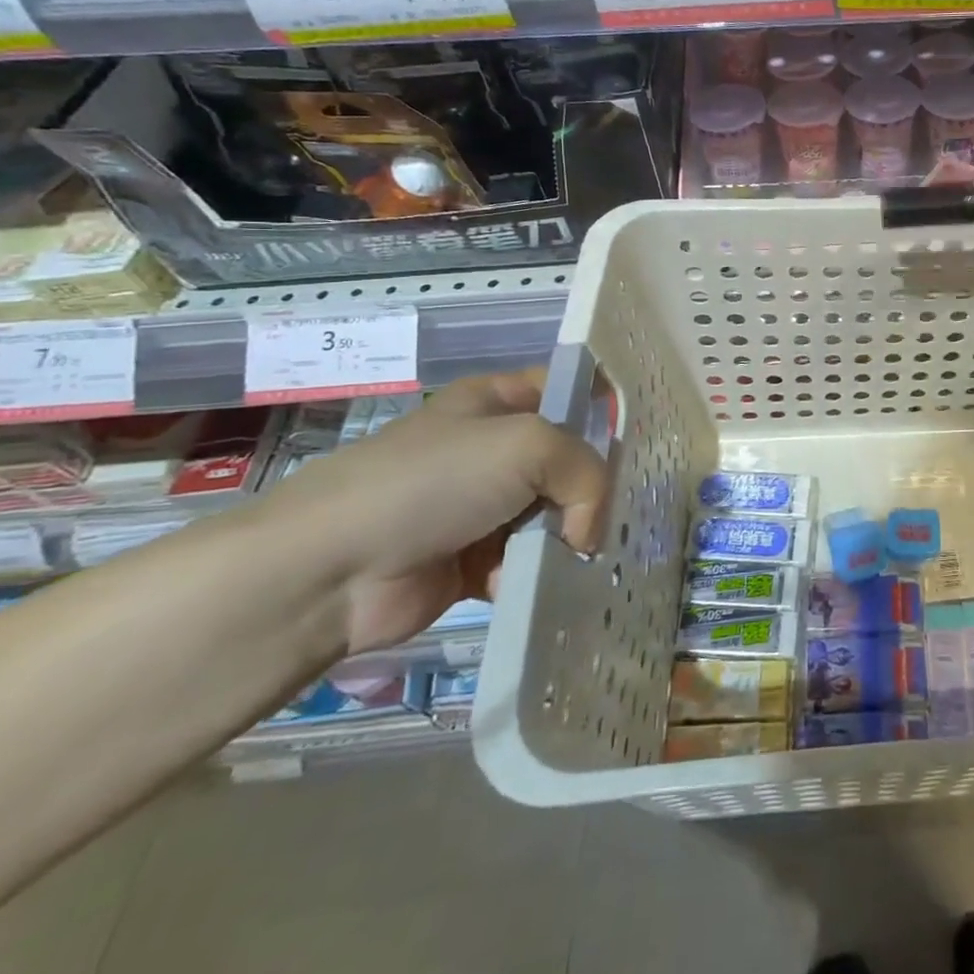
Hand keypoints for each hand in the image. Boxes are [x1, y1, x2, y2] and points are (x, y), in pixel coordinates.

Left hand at [268, 371, 606, 654]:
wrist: (332, 569)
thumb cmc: (433, 482)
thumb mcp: (529, 445)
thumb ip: (586, 473)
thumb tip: (587, 531)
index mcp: (498, 401)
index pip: (569, 389)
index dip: (605, 408)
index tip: (641, 441)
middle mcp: (494, 449)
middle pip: (569, 459)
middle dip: (593, 487)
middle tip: (616, 511)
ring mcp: (482, 506)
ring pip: (554, 514)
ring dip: (568, 537)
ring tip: (579, 556)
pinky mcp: (473, 561)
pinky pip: (527, 561)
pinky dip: (538, 573)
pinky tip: (538, 583)